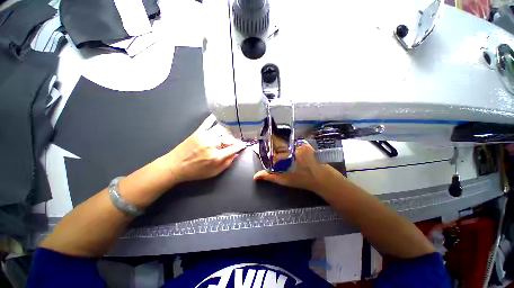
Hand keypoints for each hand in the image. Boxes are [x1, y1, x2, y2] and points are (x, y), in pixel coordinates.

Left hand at [166, 115, 245, 183]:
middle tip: (236, 141)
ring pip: (222, 130)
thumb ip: (227, 163)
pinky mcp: (198, 131)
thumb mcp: (214, 173)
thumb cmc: (195, 172)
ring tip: (231, 132)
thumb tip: (236, 153)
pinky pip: (208, 122)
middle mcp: (212, 144)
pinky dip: (214, 118)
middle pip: (229, 138)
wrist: (174, 166)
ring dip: (228, 131)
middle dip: (234, 140)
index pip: (234, 148)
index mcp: (216, 156)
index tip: (243, 144)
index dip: (240, 146)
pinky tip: (219, 115)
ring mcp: (205, 136)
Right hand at [253, 142, 343, 192]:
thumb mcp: (283, 180)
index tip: (257, 150)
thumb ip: (269, 177)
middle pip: (276, 144)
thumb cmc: (301, 180)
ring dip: (280, 146)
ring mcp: (298, 146)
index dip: (263, 150)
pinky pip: (292, 143)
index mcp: (284, 159)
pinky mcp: (304, 144)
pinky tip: (290, 151)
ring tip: (279, 152)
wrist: (321, 177)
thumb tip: (255, 176)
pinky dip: (289, 146)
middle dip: (271, 146)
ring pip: (284, 143)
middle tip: (270, 151)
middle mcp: (290, 150)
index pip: (269, 151)